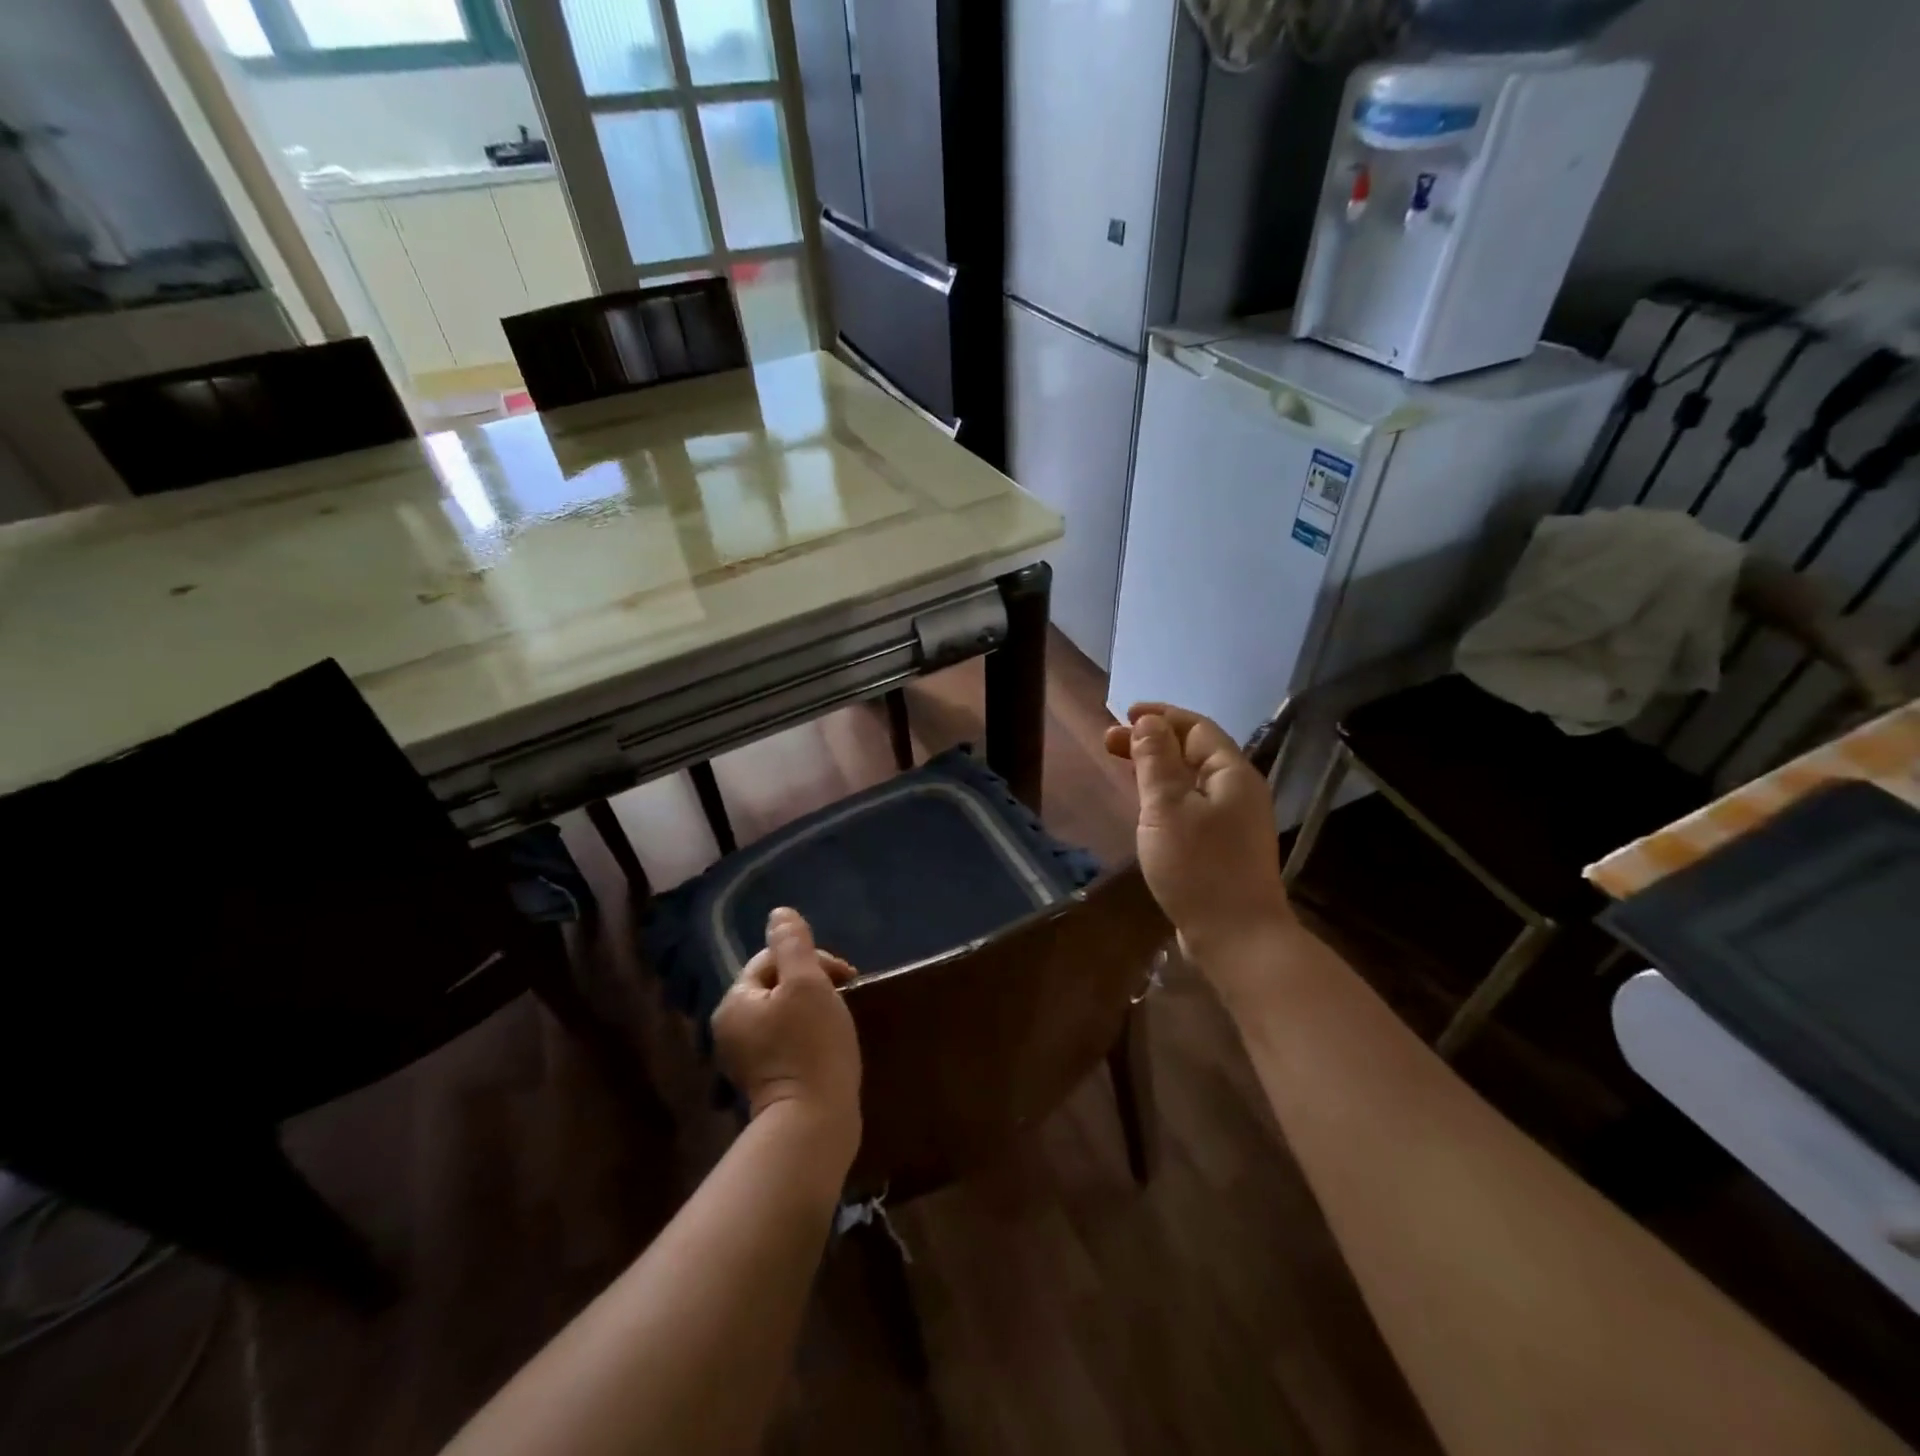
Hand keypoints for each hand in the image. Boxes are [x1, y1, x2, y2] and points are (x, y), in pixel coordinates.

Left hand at [712, 908, 861, 1164]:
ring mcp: (746, 1057)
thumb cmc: (812, 1046)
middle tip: (846, 996)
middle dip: (813, 981)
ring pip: (784, 1011)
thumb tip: (779, 913)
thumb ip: (793, 944)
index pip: (773, 958)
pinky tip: (829, 1042)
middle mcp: (731, 1028)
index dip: (811, 959)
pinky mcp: (765, 1079)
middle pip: (777, 983)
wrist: (814, 1124)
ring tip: (841, 1018)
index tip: (845, 977)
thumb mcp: (807, 983)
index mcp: (735, 1001)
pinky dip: (808, 1033)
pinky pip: (787, 1039)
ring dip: (813, 1006)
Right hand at [1104, 704, 1292, 970]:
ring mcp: (1234, 822)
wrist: (1237, 937)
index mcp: (1231, 774)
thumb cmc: (1199, 867)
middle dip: (1153, 742)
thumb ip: (1156, 761)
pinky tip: (1146, 808)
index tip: (1123, 715)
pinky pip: (1192, 806)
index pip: (1196, 727)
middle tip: (1110, 744)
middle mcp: (1238, 791)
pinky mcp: (1223, 848)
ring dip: (1157, 768)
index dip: (1160, 716)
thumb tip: (1148, 722)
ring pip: (1191, 780)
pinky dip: (1166, 795)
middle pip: (1194, 752)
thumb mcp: (1167, 808)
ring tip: (1124, 769)